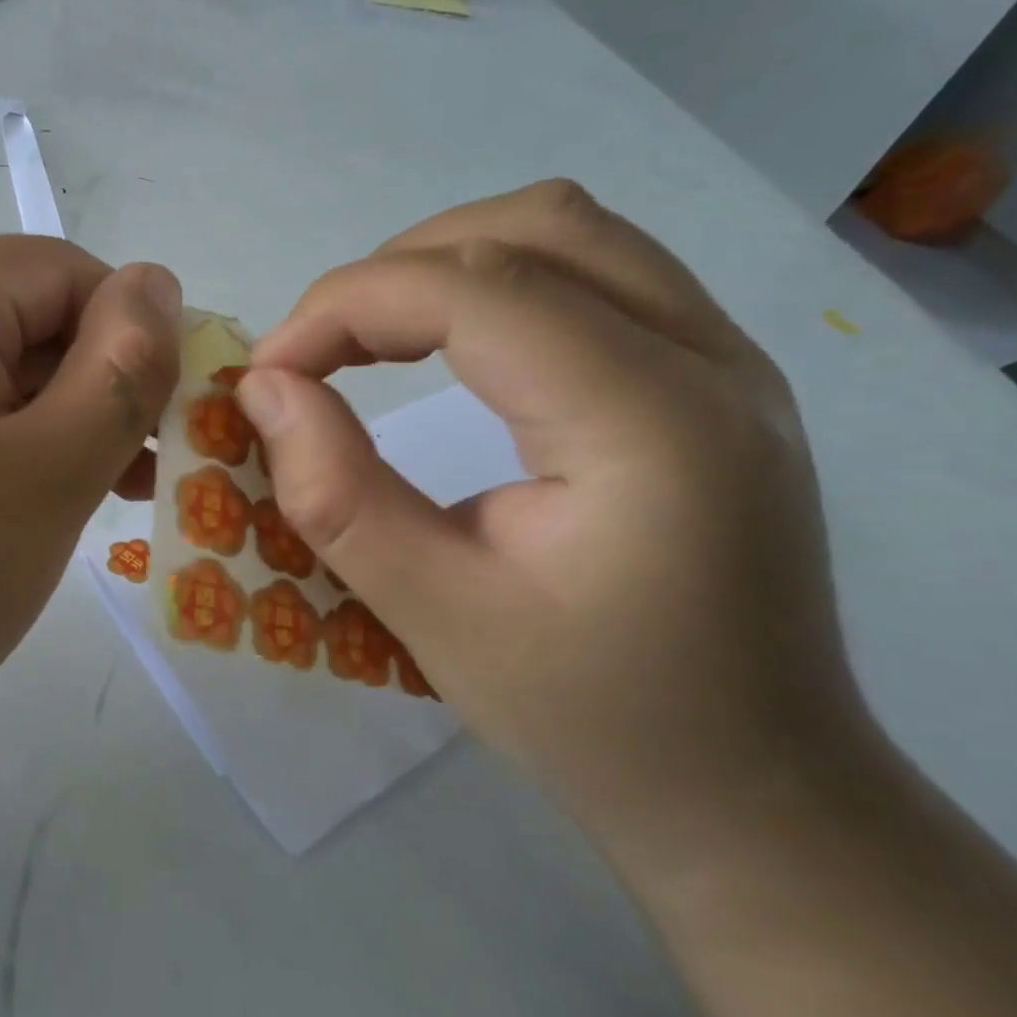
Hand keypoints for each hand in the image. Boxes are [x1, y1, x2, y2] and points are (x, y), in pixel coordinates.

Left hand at [0, 236, 181, 815]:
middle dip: (85, 381)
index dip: (125, 330)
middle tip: (130, 473)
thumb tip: (158, 283)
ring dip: (42, 418)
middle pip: (10, 316)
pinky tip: (10, 507)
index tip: (155, 418)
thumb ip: (122, 368)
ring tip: (86, 496)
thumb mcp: (53, 473)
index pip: (53, 269)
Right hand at [236, 181, 869, 864]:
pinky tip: (447, 345)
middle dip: (390, 274)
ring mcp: (726, 357)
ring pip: (563, 230)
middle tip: (317, 354)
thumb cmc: (591, 717)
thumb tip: (265, 389)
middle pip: (526, 229)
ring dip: (442, 263)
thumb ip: (337, 493)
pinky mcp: (711, 373)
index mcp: (651, 425)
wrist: (752, 788)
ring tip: (370, 338)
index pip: (476, 290)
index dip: (347, 306)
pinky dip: (491, 282)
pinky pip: (589, 269)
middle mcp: (710, 361)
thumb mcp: (434, 616)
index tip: (269, 370)